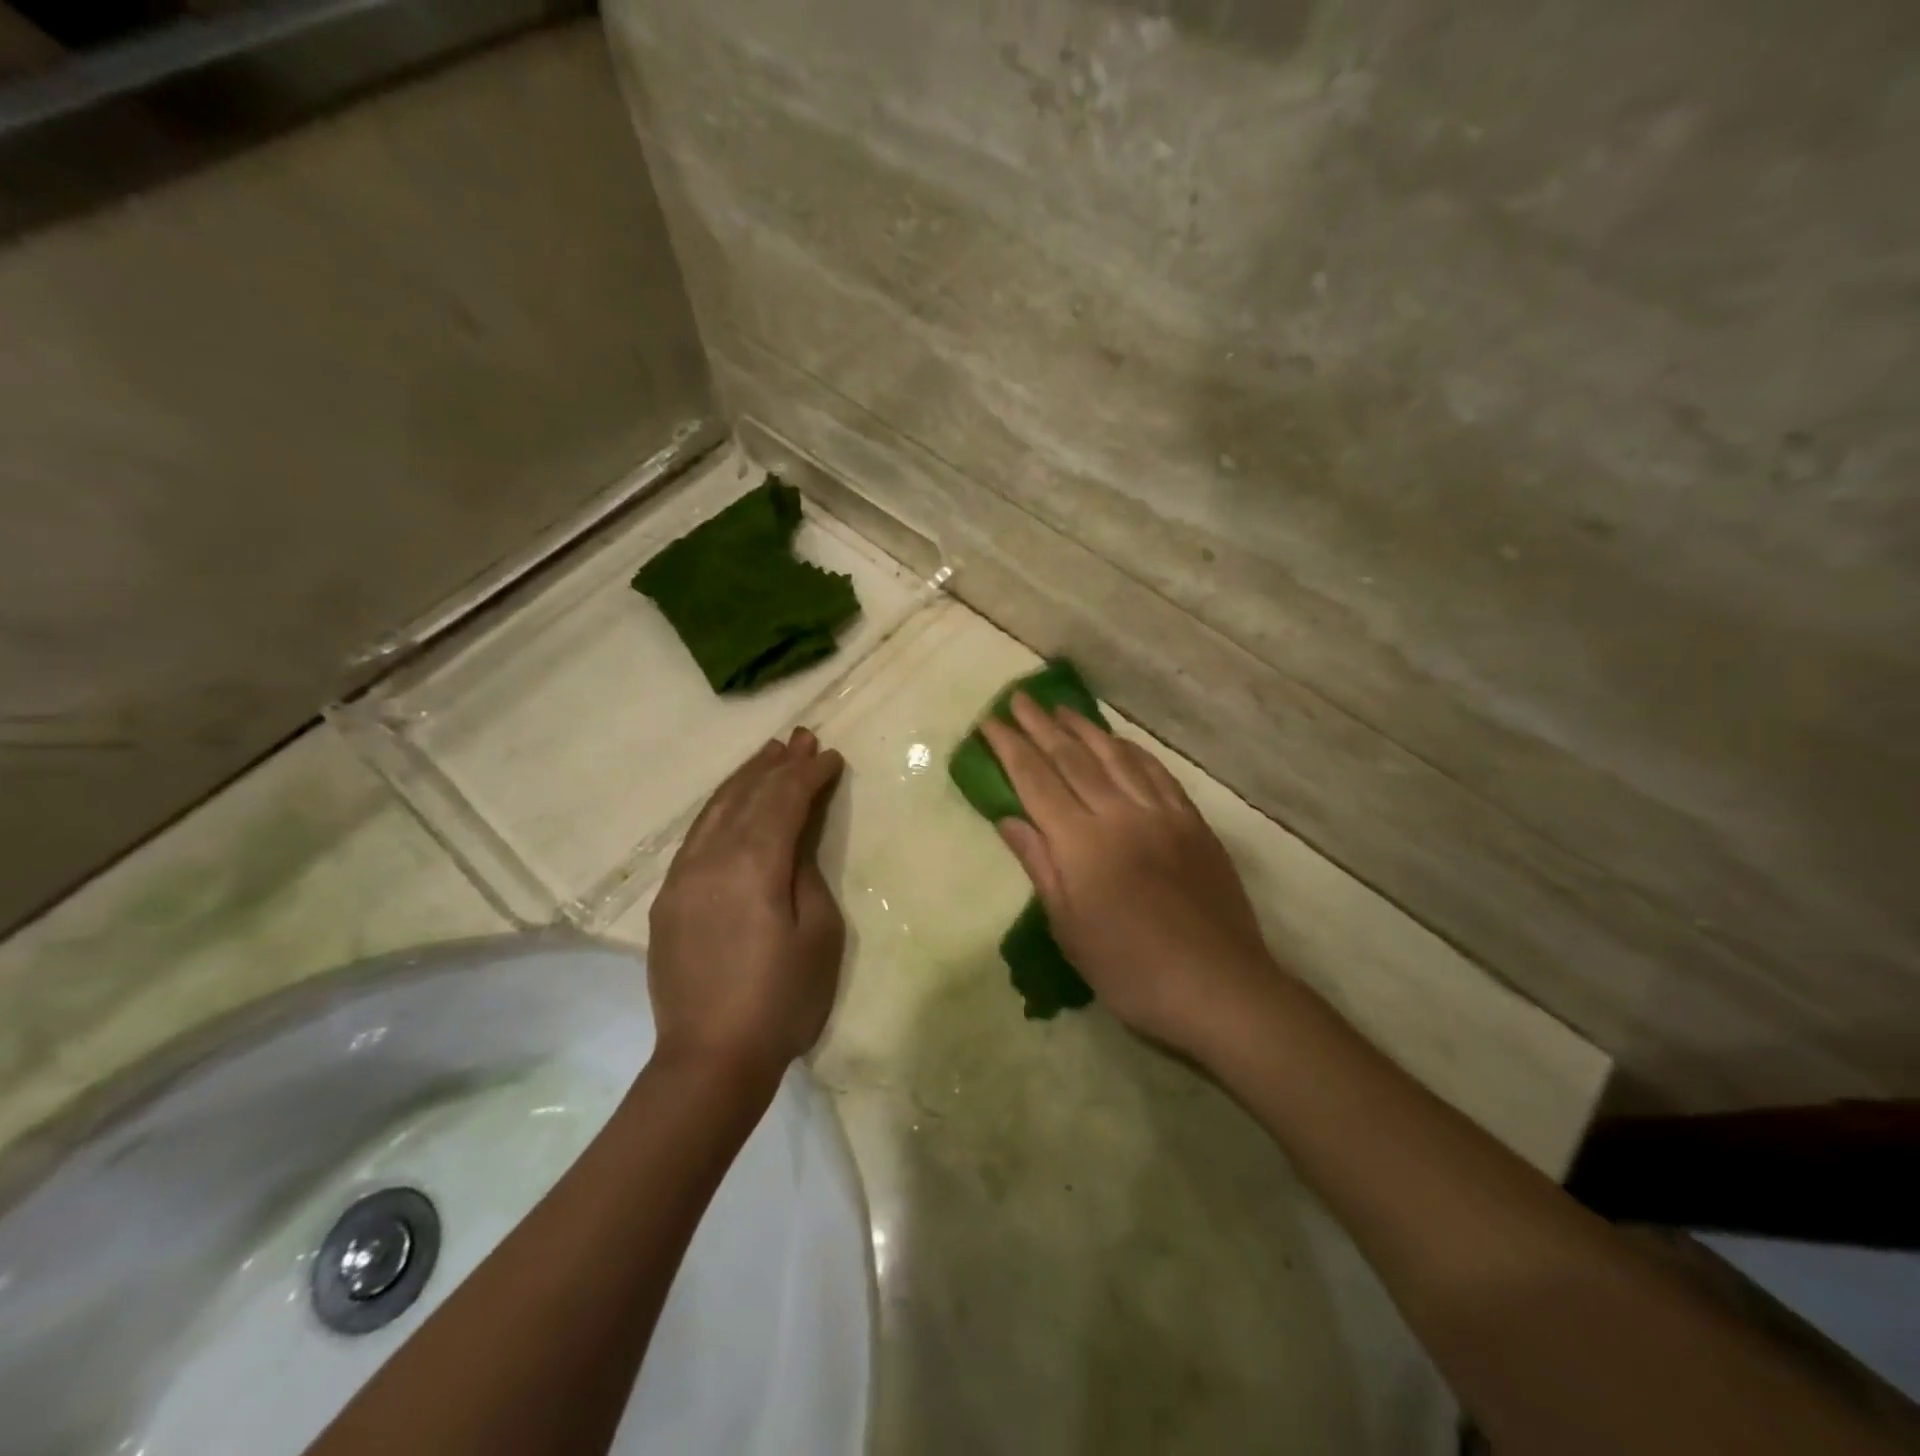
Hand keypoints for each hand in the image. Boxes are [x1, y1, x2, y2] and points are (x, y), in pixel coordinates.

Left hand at [647, 728, 845, 1076]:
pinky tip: (731, 803)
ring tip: (768, 755)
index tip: (830, 756)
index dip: (808, 774)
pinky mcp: (668, 900)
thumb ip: (804, 873)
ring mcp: (682, 878)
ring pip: (715, 810)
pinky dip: (719, 809)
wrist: (710, 1060)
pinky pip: (695, 837)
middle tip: (800, 738)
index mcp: (753, 865)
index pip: (783, 800)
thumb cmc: (782, 1000)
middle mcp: (711, 859)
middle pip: (746, 796)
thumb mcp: (818, 934)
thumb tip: (792, 840)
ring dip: (745, 779)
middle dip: (776, 764)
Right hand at [981, 695, 1282, 1060]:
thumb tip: (1008, 817)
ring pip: (1115, 756)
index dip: (1010, 748)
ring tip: (1061, 707)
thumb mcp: (1069, 928)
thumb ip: (1040, 864)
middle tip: (1018, 698)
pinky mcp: (1191, 822)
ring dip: (1084, 728)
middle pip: (1072, 758)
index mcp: (1081, 843)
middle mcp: (1119, 814)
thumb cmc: (1130, 969)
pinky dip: (1131, 751)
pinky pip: (1156, 773)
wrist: (1217, 986)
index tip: (990, 723)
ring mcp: (1160, 813)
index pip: (1036, 781)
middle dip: (1041, 726)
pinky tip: (1119, 741)